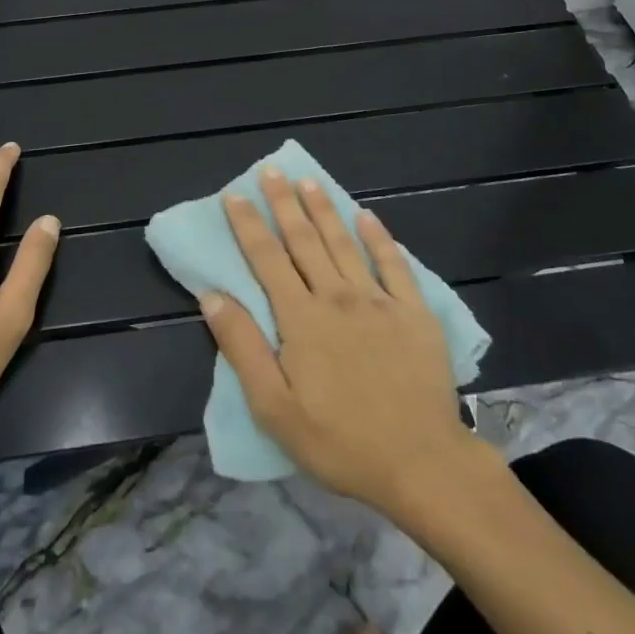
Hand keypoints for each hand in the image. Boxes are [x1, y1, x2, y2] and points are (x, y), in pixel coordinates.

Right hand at [201, 168, 486, 520]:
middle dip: (284, 203)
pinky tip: (368, 216)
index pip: (267, 259)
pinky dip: (379, 238)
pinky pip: (394, 264)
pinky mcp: (414, 312)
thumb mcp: (275, 408)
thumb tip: (212, 295)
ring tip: (309, 181)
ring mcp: (379, 301)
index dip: (248, 224)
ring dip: (324, 210)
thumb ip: (243, 348)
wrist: (422, 464)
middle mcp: (338, 297)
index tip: (233, 194)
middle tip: (272, 170)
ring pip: (344, 243)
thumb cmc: (341, 442)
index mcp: (302, 319)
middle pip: (304, 241)